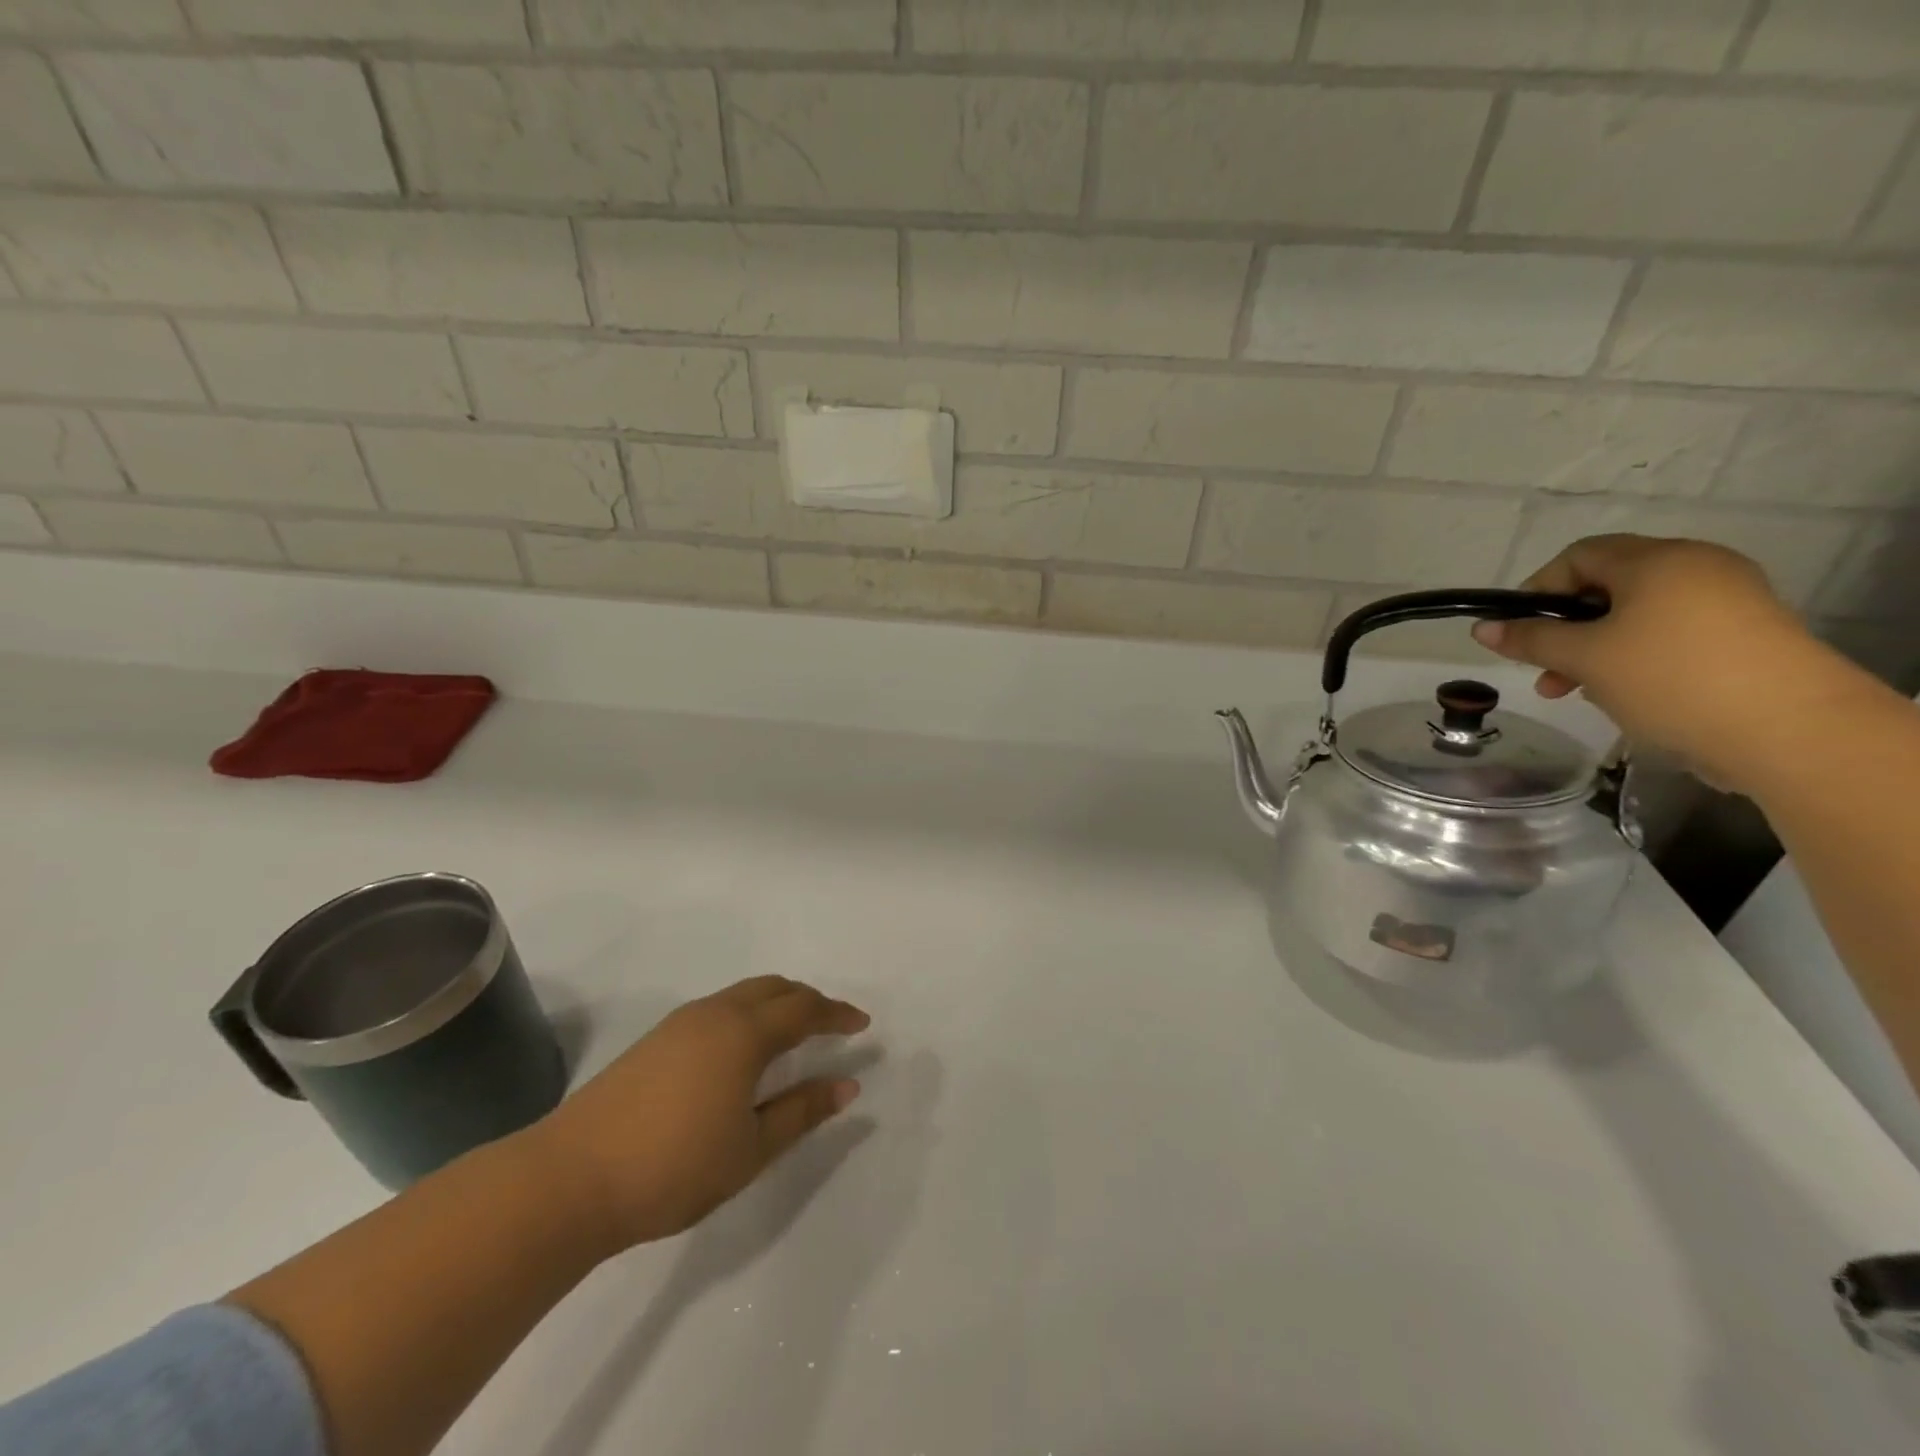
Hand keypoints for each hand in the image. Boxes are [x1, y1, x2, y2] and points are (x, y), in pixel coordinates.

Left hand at [527, 976, 870, 1254]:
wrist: (568, 1179)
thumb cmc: (672, 1167)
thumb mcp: (750, 1148)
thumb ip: (801, 1112)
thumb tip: (848, 1085)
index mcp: (744, 1034)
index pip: (805, 1010)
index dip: (837, 1014)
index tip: (863, 1024)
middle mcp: (715, 1014)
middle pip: (774, 988)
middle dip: (809, 1000)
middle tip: (833, 1024)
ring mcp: (680, 1023)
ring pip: (744, 994)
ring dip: (777, 1003)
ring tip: (794, 1033)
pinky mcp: (656, 1040)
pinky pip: (719, 1007)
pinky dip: (748, 1013)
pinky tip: (744, 1049)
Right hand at [1472, 534, 1861, 792]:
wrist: (1790, 730)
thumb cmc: (1669, 677)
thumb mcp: (1584, 657)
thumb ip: (1530, 639)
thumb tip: (1482, 628)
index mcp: (1658, 560)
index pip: (1579, 555)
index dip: (1538, 589)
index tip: (1518, 632)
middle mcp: (1696, 567)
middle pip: (1607, 586)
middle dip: (1565, 627)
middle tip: (1543, 669)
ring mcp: (1728, 601)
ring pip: (1636, 615)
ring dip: (1594, 648)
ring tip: (1577, 691)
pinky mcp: (1745, 635)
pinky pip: (1670, 634)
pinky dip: (1634, 657)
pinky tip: (1623, 693)